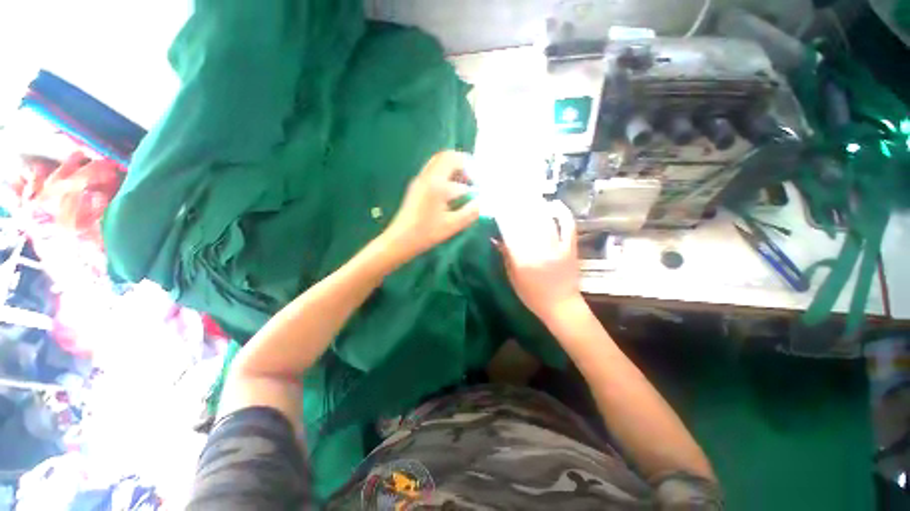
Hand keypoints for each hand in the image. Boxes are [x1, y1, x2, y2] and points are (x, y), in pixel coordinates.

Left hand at [383, 151, 479, 261]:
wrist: (400, 240)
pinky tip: (450, 192)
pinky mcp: (416, 186)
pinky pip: (433, 170)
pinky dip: (445, 174)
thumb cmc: (426, 233)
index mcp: (436, 183)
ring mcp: (420, 179)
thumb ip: (471, 211)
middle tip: (472, 180)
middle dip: (463, 165)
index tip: (479, 187)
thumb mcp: (453, 225)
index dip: (473, 174)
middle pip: (447, 156)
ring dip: (454, 169)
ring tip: (463, 186)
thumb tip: (482, 200)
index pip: (459, 166)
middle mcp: (427, 176)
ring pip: (439, 162)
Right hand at [494, 200, 582, 324]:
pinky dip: (562, 213)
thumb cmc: (532, 295)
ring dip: (536, 206)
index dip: (504, 218)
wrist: (561, 306)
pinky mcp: (570, 247)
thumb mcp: (513, 278)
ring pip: (545, 221)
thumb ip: (505, 257)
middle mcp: (540, 251)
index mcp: (522, 260)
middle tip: (511, 197)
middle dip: (517, 207)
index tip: (498, 207)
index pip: (510, 233)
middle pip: (527, 223)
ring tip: (528, 197)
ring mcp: (558, 247)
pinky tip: (554, 204)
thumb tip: (496, 238)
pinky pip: (568, 226)